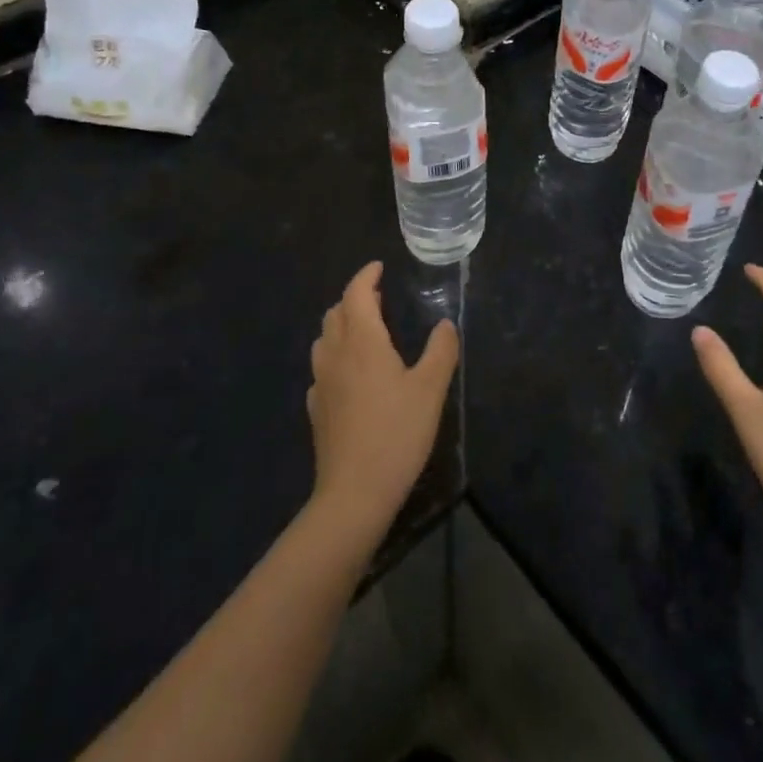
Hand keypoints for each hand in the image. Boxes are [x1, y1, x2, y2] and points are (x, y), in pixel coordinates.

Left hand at [307, 261, 458, 539]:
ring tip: (367, 332)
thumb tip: (445, 324)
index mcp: (362, 341)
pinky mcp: (317, 409)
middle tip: (380, 300)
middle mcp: (335, 354)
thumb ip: (441, 351)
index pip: (356, 293)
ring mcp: (321, 383)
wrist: (354, 494)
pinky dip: (336, 356)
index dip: (366, 276)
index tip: (379, 267)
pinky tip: (352, 374)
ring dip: (343, 325)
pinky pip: (323, 368)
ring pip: (325, 339)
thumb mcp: (430, 389)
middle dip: (355, 299)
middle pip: (336, 312)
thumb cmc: (396, 434)